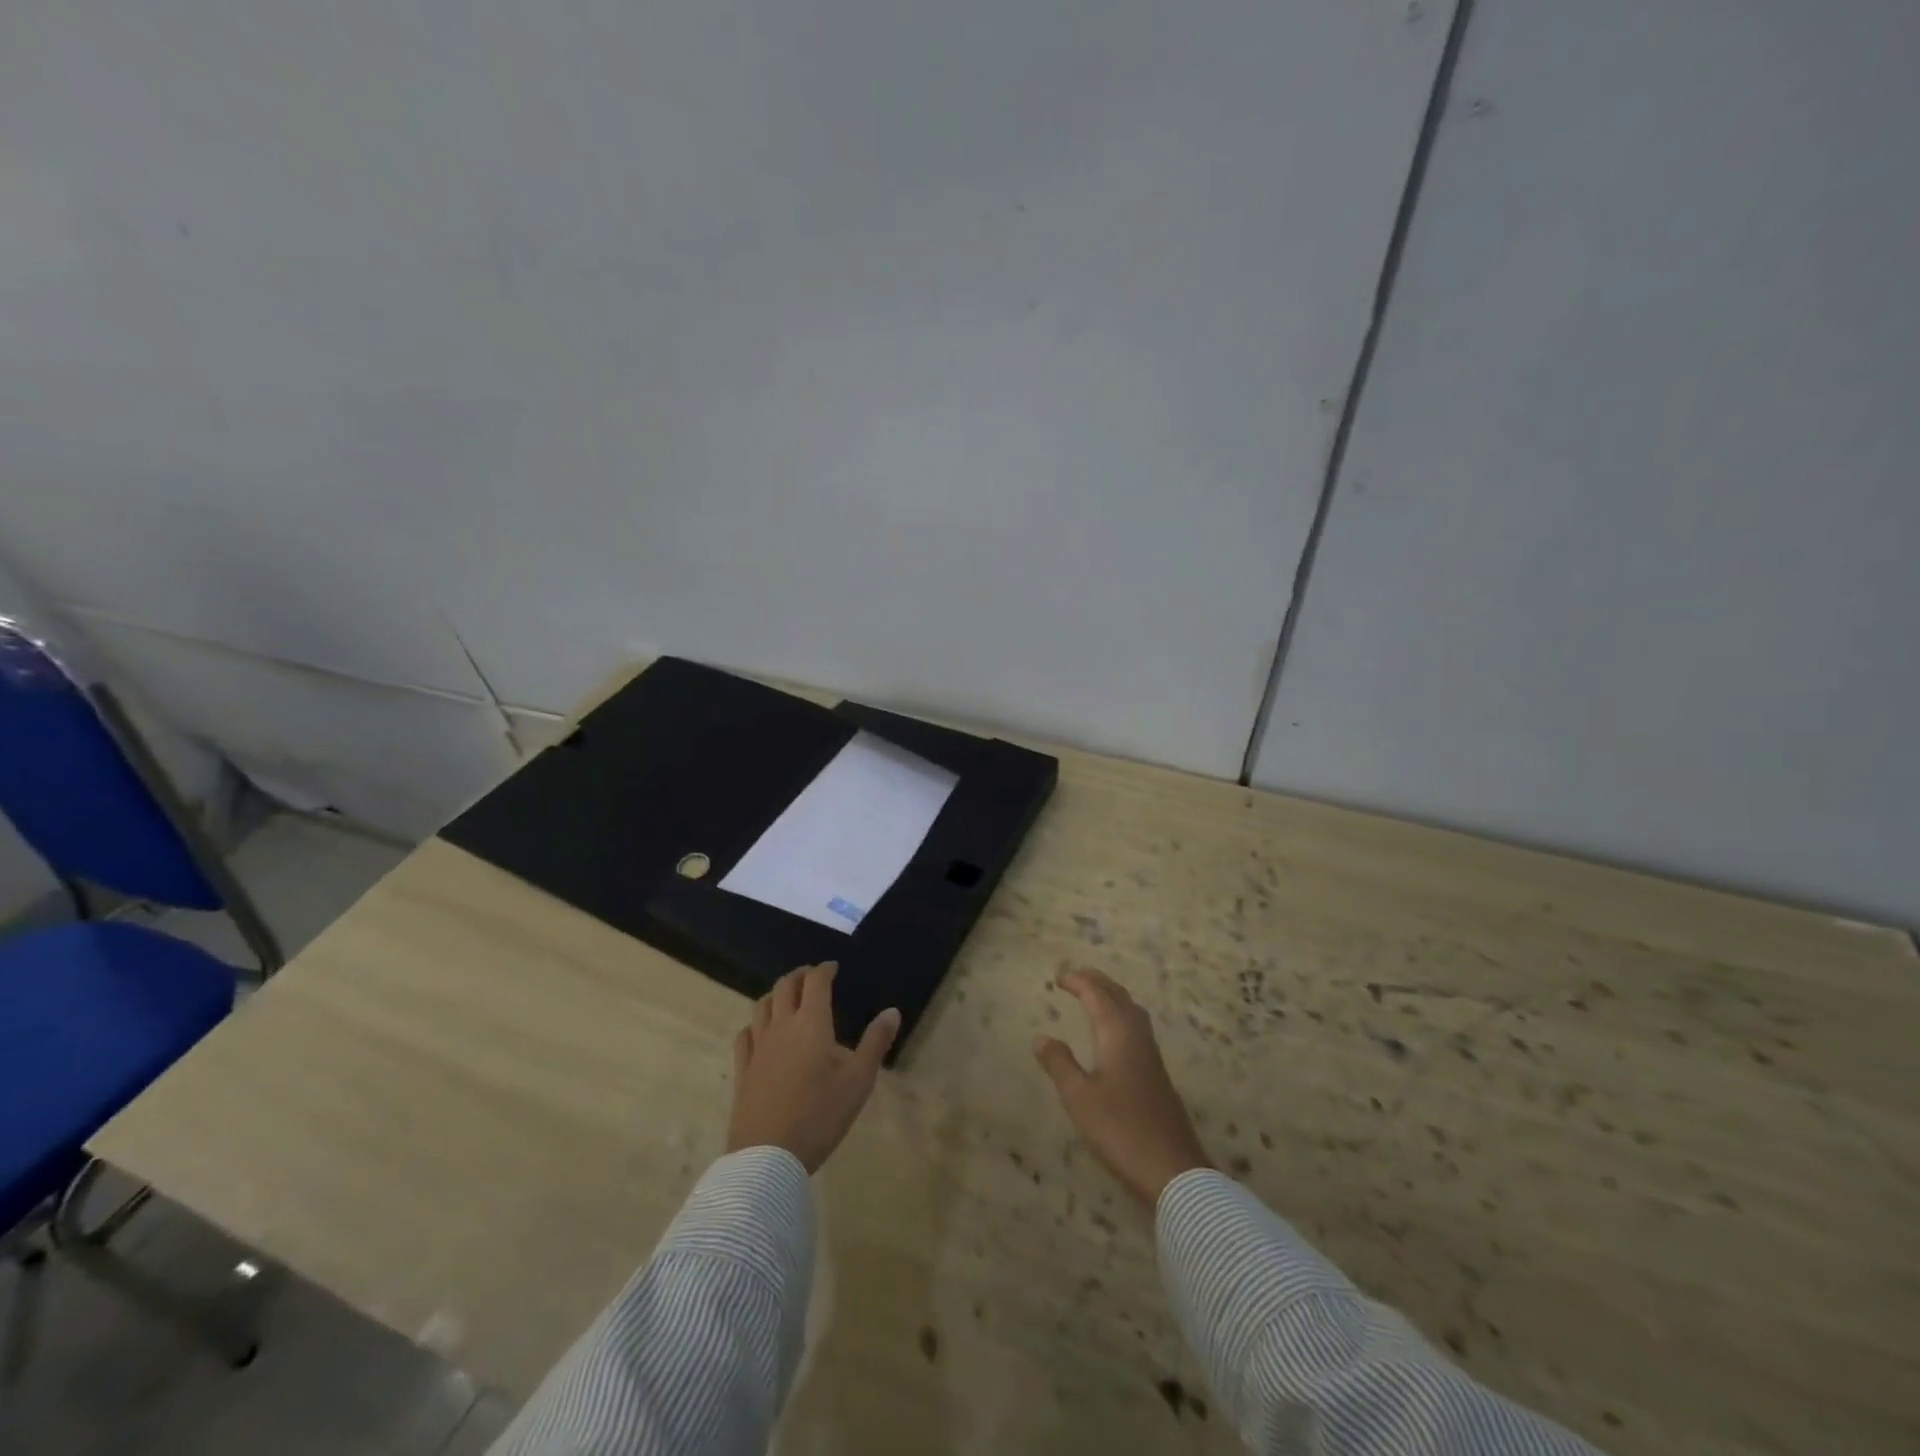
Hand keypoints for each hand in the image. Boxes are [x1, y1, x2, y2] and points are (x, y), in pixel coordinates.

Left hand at [727, 962, 899, 1173]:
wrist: (768, 1156)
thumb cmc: (820, 1115)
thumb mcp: (858, 1081)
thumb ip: (875, 1042)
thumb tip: (892, 1011)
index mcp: (811, 1023)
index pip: (815, 982)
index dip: (824, 970)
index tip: (833, 967)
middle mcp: (781, 1026)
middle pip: (785, 987)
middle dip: (800, 975)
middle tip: (811, 976)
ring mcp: (758, 1047)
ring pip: (761, 1006)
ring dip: (776, 994)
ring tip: (786, 998)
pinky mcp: (743, 1070)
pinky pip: (745, 1035)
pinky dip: (754, 1023)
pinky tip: (758, 1031)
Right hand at [1034, 968, 1211, 1205]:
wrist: (1172, 1170)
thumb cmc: (1120, 1130)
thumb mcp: (1078, 1098)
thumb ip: (1059, 1064)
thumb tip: (1042, 1037)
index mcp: (1118, 1034)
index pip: (1097, 995)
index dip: (1077, 982)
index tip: (1058, 978)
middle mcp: (1137, 1036)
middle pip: (1118, 996)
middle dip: (1096, 981)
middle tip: (1074, 977)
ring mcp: (1151, 1055)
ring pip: (1131, 1010)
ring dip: (1111, 996)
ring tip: (1092, 997)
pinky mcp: (1157, 1074)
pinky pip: (1137, 1027)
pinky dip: (1120, 1015)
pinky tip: (1113, 1034)